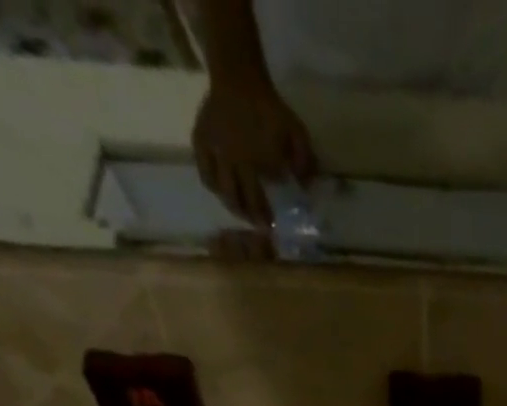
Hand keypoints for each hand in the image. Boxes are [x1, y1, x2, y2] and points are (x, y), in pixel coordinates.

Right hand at [193, 79, 316, 227]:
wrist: (239, 77)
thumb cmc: (270, 108)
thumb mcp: (297, 132)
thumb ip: (304, 161)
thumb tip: (306, 188)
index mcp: (256, 160)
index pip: (259, 199)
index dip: (266, 216)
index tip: (272, 227)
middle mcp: (233, 160)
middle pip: (239, 199)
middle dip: (250, 217)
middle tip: (258, 226)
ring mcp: (215, 151)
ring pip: (221, 190)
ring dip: (232, 206)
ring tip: (241, 213)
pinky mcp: (201, 140)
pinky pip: (204, 172)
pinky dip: (212, 186)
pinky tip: (221, 191)